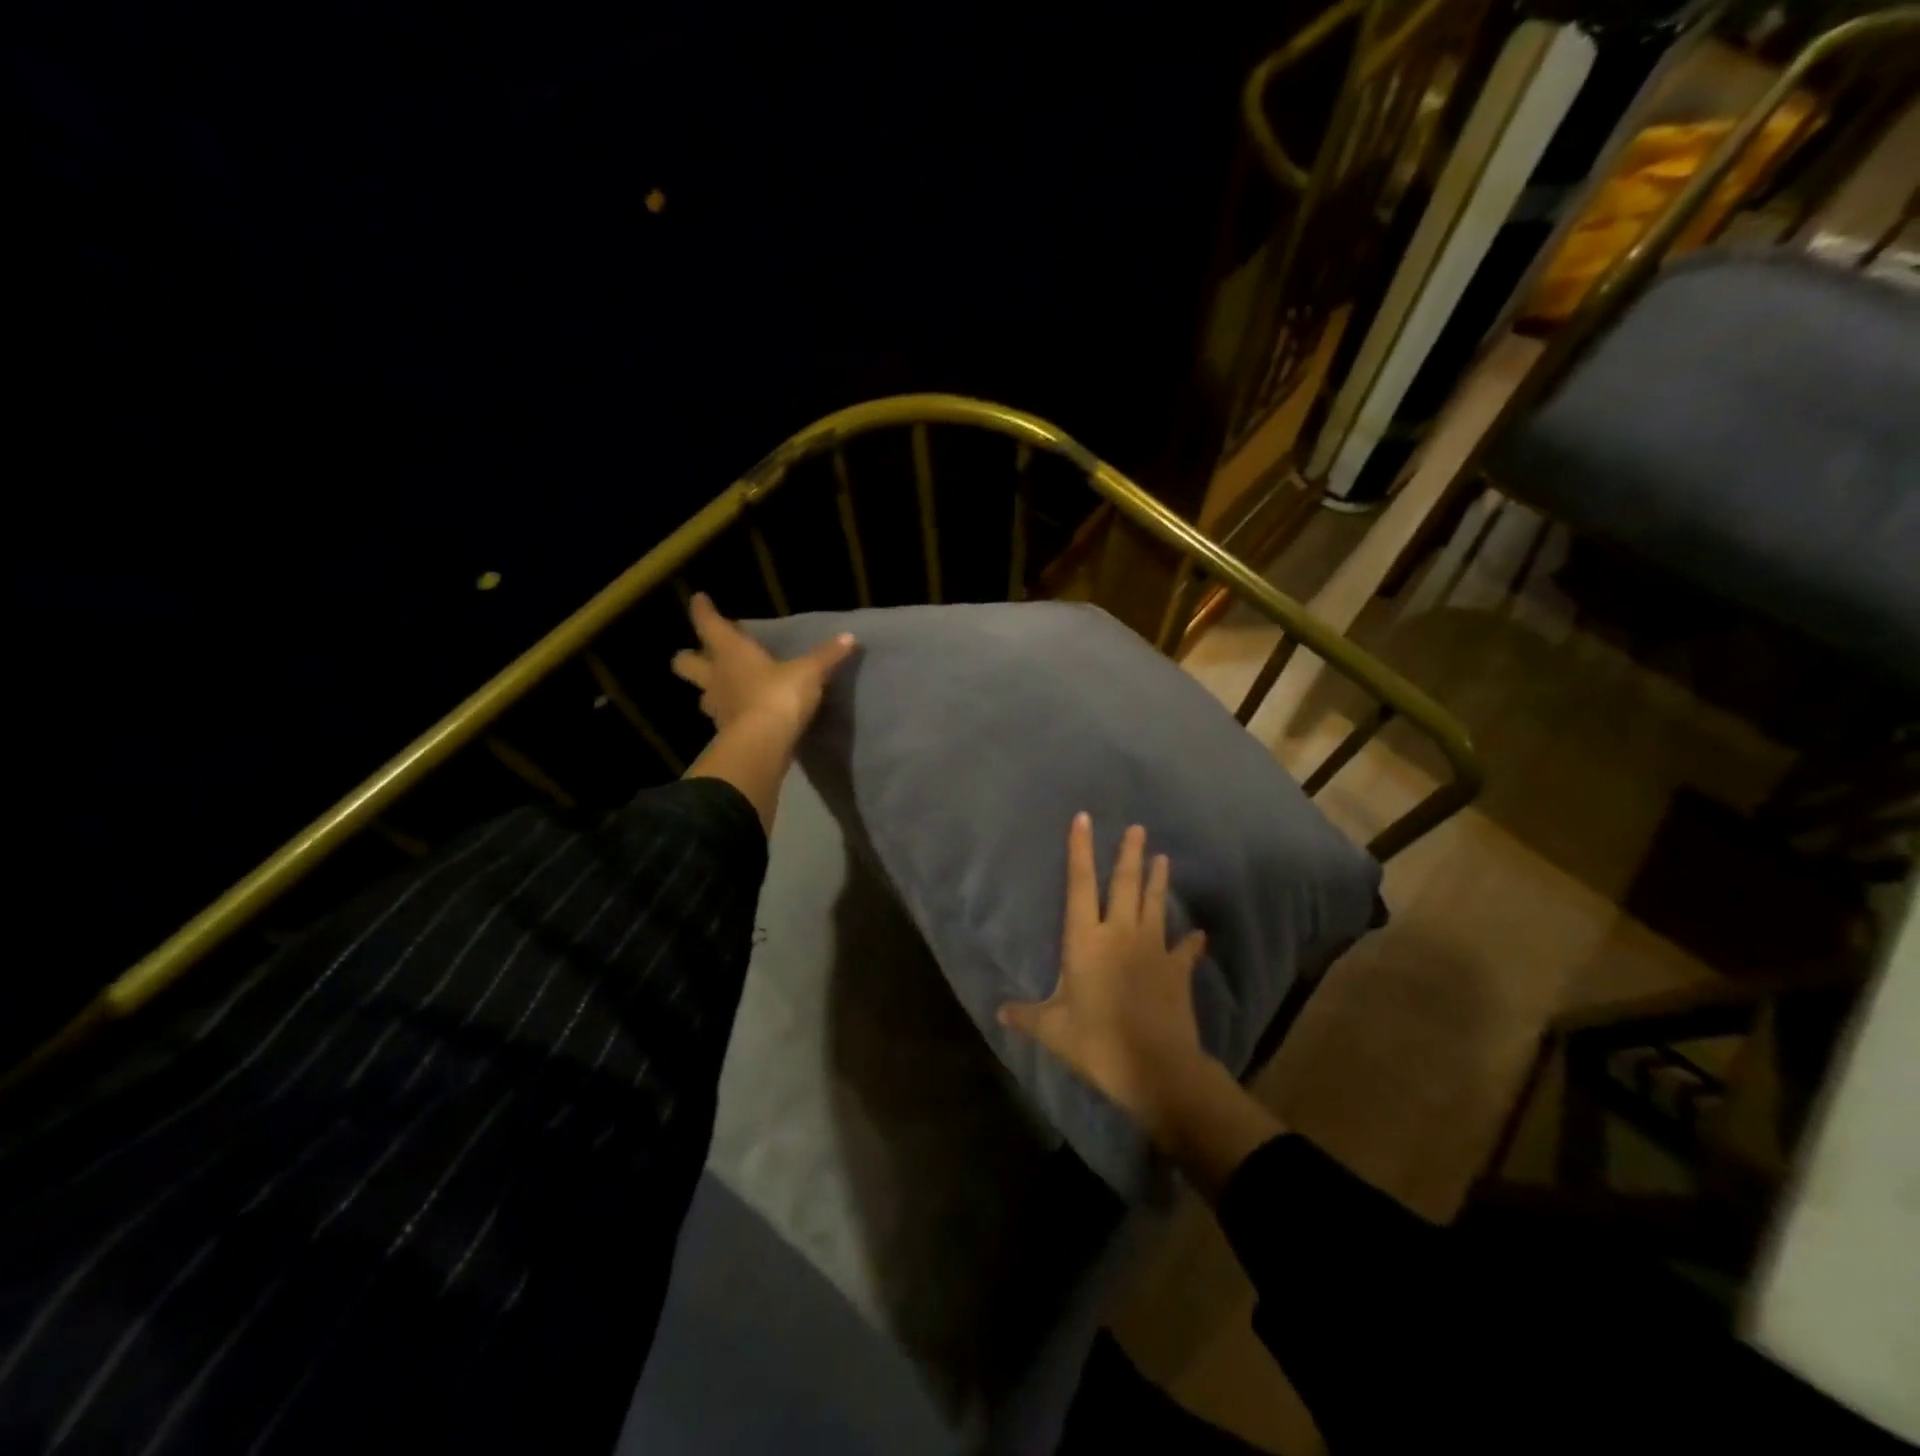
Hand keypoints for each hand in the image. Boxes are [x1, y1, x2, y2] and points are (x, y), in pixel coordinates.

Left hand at [671, 593, 854, 736]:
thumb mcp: (810, 672)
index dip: (703, 611)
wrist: (764, 744)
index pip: (708, 624)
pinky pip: (722, 717)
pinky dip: (730, 714)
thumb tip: (850, 637)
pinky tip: (743, 713)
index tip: (700, 600)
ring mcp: (717, 707)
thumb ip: (827, 656)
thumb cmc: (780, 695)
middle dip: (690, 657)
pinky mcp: (725, 732)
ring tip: (726, 687)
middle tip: (702, 654)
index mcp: (730, 652)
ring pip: (701, 693)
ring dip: (710, 688)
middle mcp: (716, 676)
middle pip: (685, 663)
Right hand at [998, 814, 1209, 1135]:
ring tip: (1163, 858)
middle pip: (1125, 884)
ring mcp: (1153, 949)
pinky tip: (1198, 934)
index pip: (1080, 885)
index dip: (1080, 850)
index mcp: (1086, 941)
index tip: (1084, 819)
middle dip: (1129, 854)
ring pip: (1155, 905)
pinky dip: (1191, 941)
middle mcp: (1121, 934)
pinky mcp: (1177, 971)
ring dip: (1158, 881)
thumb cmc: (1097, 1042)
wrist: (1156, 1067)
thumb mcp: (1053, 1030)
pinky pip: (1185, 950)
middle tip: (1137, 827)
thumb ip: (1026, 1016)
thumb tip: (999, 1012)